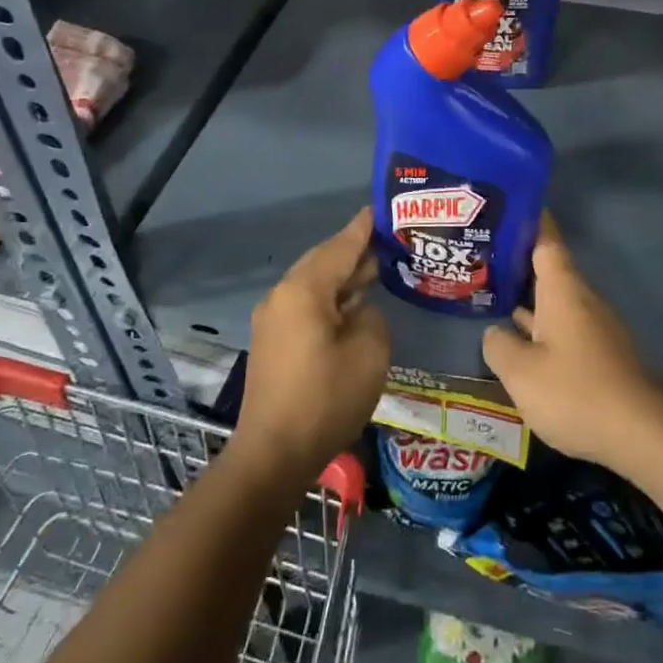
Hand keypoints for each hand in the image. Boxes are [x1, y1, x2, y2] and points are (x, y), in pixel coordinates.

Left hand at [234, 209, 389, 483]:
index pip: (341, 246)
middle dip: (355, 251)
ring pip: (314, 284)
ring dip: (343, 278)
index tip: (381, 208)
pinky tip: (353, 307)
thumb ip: (372, 317)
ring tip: (377, 269)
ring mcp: (273, 319)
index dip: (364, 228)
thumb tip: (359, 312)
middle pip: (323, 262)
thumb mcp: (369, 352)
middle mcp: (282, 295)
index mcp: (304, 290)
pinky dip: (330, 299)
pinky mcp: (272, 342)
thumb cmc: (326, 399)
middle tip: (389, 241)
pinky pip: (306, 305)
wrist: (273, 454)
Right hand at [481, 214, 662, 473]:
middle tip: (480, 255)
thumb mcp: (521, 372)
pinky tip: (519, 342)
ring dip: (527, 297)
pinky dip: (540, 326)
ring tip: (491, 295)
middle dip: (517, 261)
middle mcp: (582, 300)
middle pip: (548, 270)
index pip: (546, 240)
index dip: (529, 220)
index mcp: (563, 290)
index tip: (508, 205)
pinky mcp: (601, 355)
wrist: (642, 434)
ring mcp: (594, 328)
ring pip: (555, 301)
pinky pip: (564, 327)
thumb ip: (499, 346)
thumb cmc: (576, 392)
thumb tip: (496, 334)